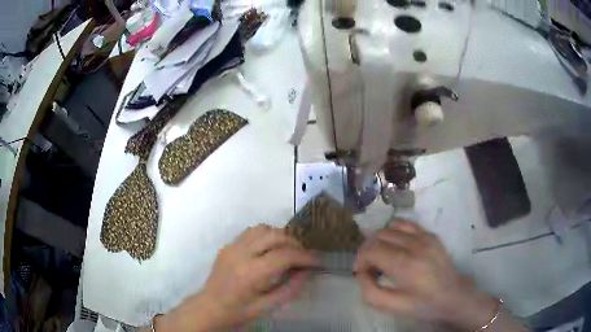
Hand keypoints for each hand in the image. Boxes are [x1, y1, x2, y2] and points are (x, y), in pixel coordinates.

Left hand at [158, 224, 317, 330]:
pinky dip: (265, 236)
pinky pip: (251, 232)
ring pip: (262, 228)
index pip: (284, 255)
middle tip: (303, 256)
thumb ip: (291, 288)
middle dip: (294, 243)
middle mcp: (240, 254)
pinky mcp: (227, 245)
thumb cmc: (239, 312)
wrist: (209, 307)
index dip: (305, 256)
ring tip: (287, 251)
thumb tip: (308, 271)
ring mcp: (232, 247)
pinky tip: (269, 250)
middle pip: (275, 235)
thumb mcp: (268, 306)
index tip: (318, 260)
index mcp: (251, 273)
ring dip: (279, 236)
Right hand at [354, 221, 498, 330]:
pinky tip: (394, 244)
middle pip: (379, 236)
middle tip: (369, 266)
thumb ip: (370, 291)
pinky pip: (406, 224)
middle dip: (368, 249)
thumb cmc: (422, 304)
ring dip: (380, 240)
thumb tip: (362, 273)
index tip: (359, 271)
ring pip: (391, 228)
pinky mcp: (431, 235)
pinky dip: (394, 231)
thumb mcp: (392, 306)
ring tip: (380, 255)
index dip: (360, 258)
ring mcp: (425, 237)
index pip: (372, 250)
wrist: (453, 296)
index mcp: (405, 265)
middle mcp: (415, 245)